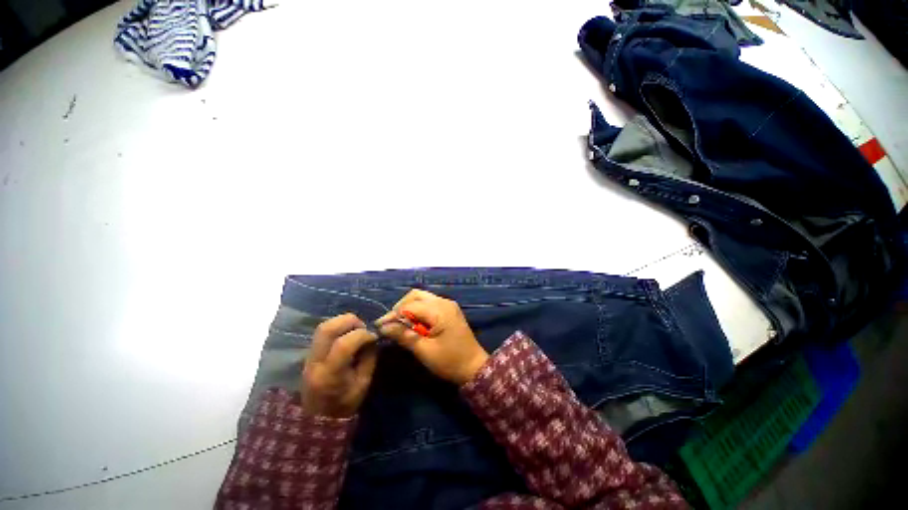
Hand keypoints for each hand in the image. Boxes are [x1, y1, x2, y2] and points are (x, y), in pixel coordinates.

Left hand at [301, 313, 378, 417]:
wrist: (318, 417)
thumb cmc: (345, 403)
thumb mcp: (363, 383)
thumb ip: (369, 358)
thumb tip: (372, 338)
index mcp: (329, 375)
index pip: (343, 344)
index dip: (362, 335)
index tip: (374, 337)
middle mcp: (315, 362)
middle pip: (327, 329)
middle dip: (350, 321)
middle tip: (363, 327)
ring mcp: (309, 356)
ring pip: (323, 326)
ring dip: (343, 322)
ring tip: (356, 329)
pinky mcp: (309, 353)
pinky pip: (323, 331)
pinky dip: (338, 327)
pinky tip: (348, 334)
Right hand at [376, 289, 488, 385]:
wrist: (474, 367)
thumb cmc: (450, 361)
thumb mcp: (424, 351)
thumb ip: (404, 336)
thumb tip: (383, 327)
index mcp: (439, 310)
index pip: (410, 306)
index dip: (393, 315)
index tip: (380, 327)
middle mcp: (444, 302)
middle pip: (416, 295)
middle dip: (400, 307)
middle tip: (390, 324)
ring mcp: (448, 304)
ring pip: (422, 297)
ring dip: (408, 308)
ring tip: (399, 324)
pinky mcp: (449, 310)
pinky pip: (429, 303)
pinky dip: (418, 310)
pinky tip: (413, 323)